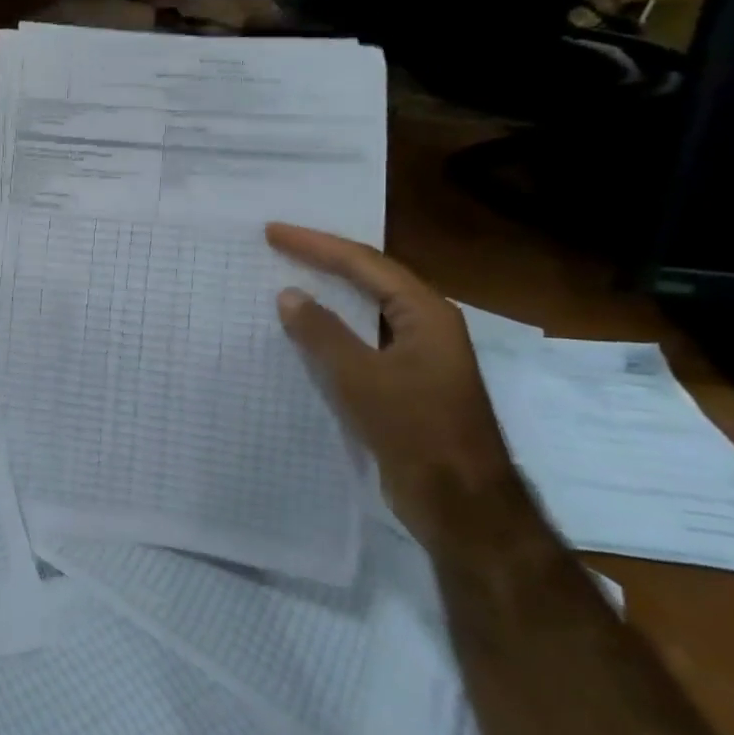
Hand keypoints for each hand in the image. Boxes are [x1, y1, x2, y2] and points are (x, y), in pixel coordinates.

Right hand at [266, 224, 521, 549]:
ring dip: (328, 294)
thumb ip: (322, 333)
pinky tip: (305, 333)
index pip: (365, 264)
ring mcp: (418, 356)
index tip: (274, 232)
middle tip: (278, 246)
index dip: (317, 245)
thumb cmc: (414, 429)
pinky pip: (362, 341)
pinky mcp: (405, 383)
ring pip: (366, 311)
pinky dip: (332, 329)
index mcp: (426, 314)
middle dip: (324, 260)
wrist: (460, 502)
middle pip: (370, 279)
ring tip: (286, 278)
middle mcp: (426, 326)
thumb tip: (289, 294)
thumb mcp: (360, 377)